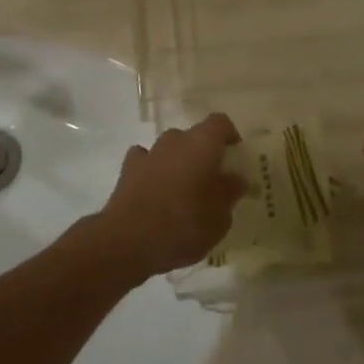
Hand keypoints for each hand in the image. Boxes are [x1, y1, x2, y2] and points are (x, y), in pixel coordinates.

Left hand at [92, 114, 246, 280]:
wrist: (129, 240)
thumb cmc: (184, 225)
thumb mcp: (219, 217)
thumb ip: (229, 193)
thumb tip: (236, 179)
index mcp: (202, 144)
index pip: (220, 123)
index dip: (229, 135)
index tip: (235, 154)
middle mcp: (175, 140)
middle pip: (194, 137)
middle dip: (203, 154)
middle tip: (211, 180)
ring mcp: (149, 152)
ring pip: (170, 149)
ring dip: (178, 163)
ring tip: (183, 191)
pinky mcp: (128, 169)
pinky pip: (146, 161)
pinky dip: (153, 171)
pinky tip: (156, 191)